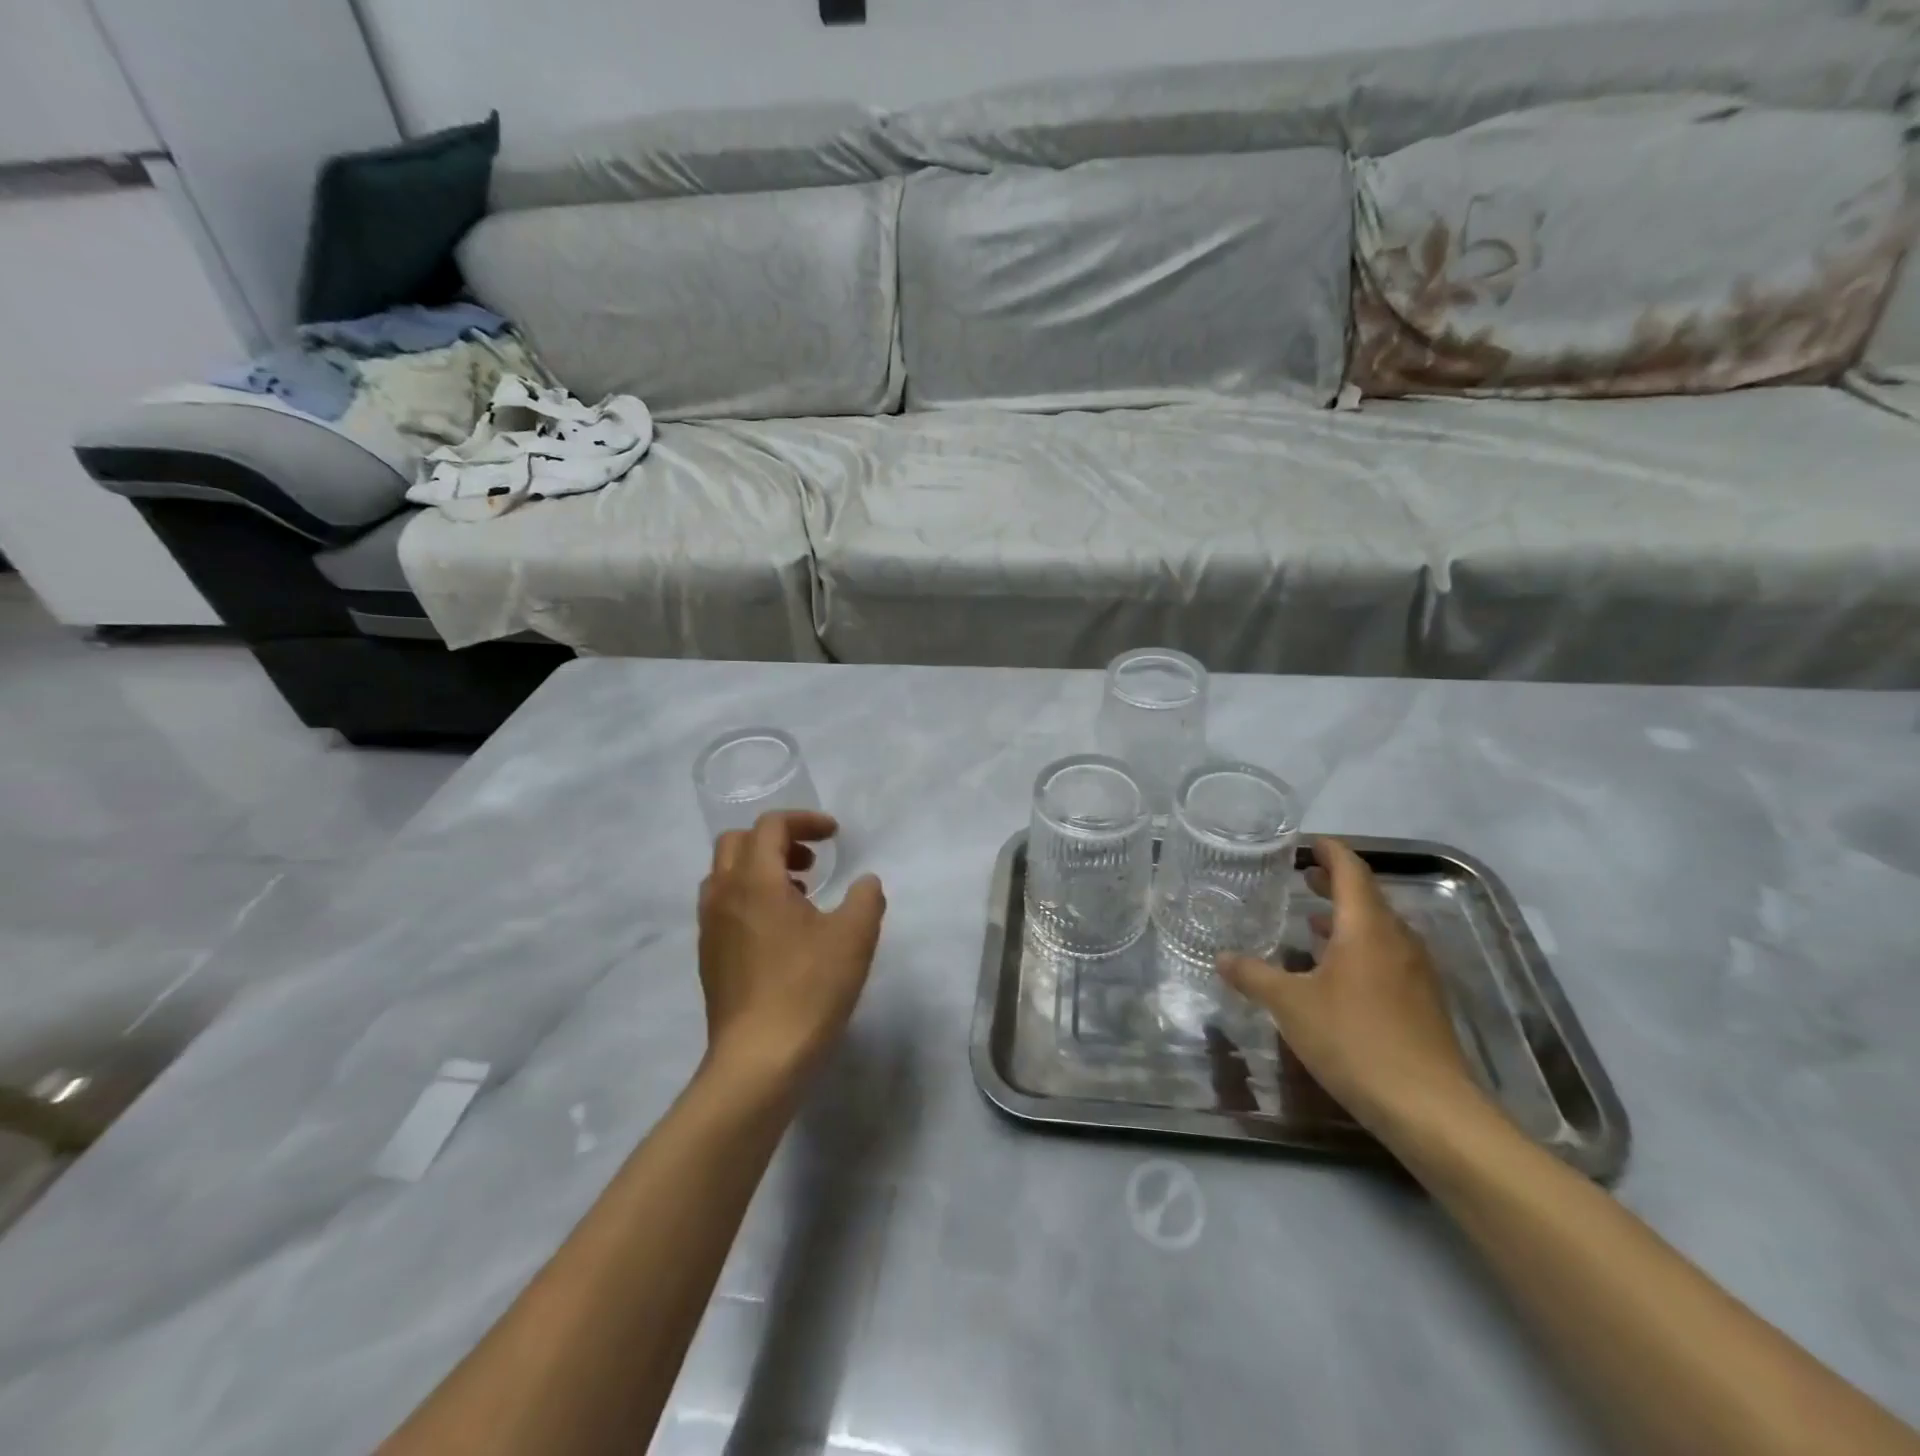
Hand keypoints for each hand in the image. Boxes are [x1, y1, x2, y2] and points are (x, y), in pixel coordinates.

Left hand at [697, 811, 885, 1085]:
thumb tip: (865, 883)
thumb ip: (866, 898)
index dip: (805, 820)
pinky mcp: (709, 957)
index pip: (770, 826)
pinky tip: (782, 932)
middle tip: (811, 862)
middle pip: (738, 842)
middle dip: (777, 840)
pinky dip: (750, 898)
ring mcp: (710, 928)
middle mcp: (724, 895)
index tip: (834, 835)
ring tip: (800, 895)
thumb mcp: (854, 938)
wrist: (758, 1061)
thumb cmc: (808, 990)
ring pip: (726, 875)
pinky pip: (724, 906)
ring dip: (761, 869)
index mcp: (755, 880)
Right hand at [1218, 837, 1484, 1144]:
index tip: (1307, 842)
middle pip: (1367, 896)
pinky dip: (1360, 947)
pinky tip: (1337, 972)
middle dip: (1334, 883)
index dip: (1329, 851)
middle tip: (1303, 876)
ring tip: (1311, 921)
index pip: (1350, 870)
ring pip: (1379, 928)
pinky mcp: (1424, 1001)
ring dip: (1347, 918)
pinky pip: (1388, 956)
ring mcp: (1416, 971)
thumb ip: (1254, 975)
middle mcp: (1397, 939)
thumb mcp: (1290, 1005)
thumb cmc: (1354, 1040)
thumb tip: (1221, 957)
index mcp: (1366, 927)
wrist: (1429, 1108)